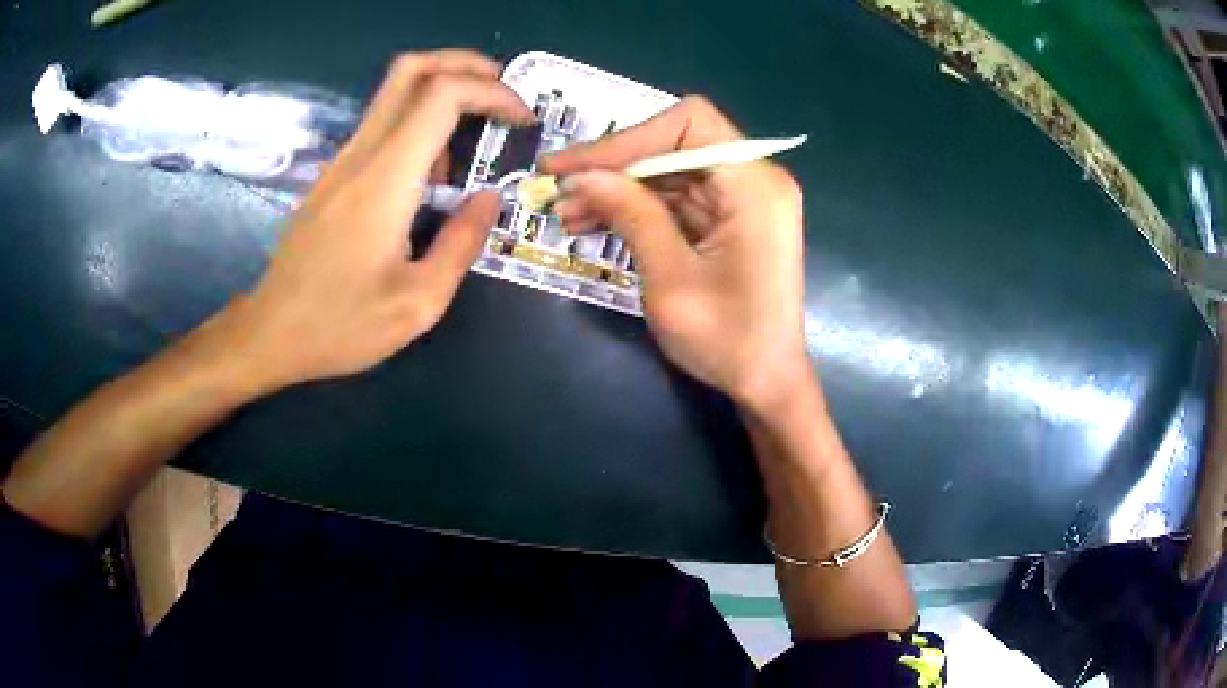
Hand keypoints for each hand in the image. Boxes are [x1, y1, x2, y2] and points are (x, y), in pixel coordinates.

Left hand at [220, 51, 532, 392]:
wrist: (270, 333)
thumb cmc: (341, 326)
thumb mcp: (418, 303)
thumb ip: (462, 244)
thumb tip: (489, 199)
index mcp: (385, 180)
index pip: (442, 95)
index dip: (492, 92)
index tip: (522, 119)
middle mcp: (361, 155)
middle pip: (411, 70)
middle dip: (465, 65)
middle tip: (502, 92)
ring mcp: (342, 161)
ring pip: (395, 92)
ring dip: (444, 93)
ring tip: (476, 138)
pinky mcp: (334, 175)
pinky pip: (383, 125)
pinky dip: (420, 124)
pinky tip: (434, 173)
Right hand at [541, 96, 809, 411]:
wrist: (766, 383)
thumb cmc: (727, 339)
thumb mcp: (670, 277)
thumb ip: (631, 215)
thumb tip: (582, 175)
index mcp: (754, 185)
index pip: (688, 124)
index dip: (627, 138)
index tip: (576, 167)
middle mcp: (753, 179)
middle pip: (674, 145)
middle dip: (613, 166)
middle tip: (557, 188)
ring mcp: (741, 199)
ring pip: (668, 172)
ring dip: (617, 189)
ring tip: (565, 213)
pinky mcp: (728, 220)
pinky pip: (675, 200)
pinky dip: (635, 209)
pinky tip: (592, 223)